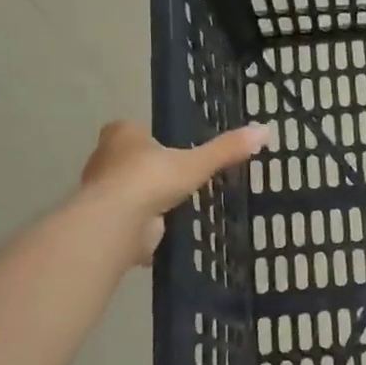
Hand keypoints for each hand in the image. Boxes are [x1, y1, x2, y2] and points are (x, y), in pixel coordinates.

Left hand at [78, 120, 266, 262]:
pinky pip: (128, 221)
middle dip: (146, 170)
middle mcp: (104, 159)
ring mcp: (101, 192)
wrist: (118, 222)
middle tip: (175, 178)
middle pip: (128, 161)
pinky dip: (142, 228)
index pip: (133, 130)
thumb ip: (227, 149)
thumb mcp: (197, 162)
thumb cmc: (152, 179)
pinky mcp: (104, 221)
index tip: (169, 149)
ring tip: (174, 206)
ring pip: (126, 191)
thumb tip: (264, 130)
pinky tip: (162, 234)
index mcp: (122, 135)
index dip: (149, 138)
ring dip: (144, 200)